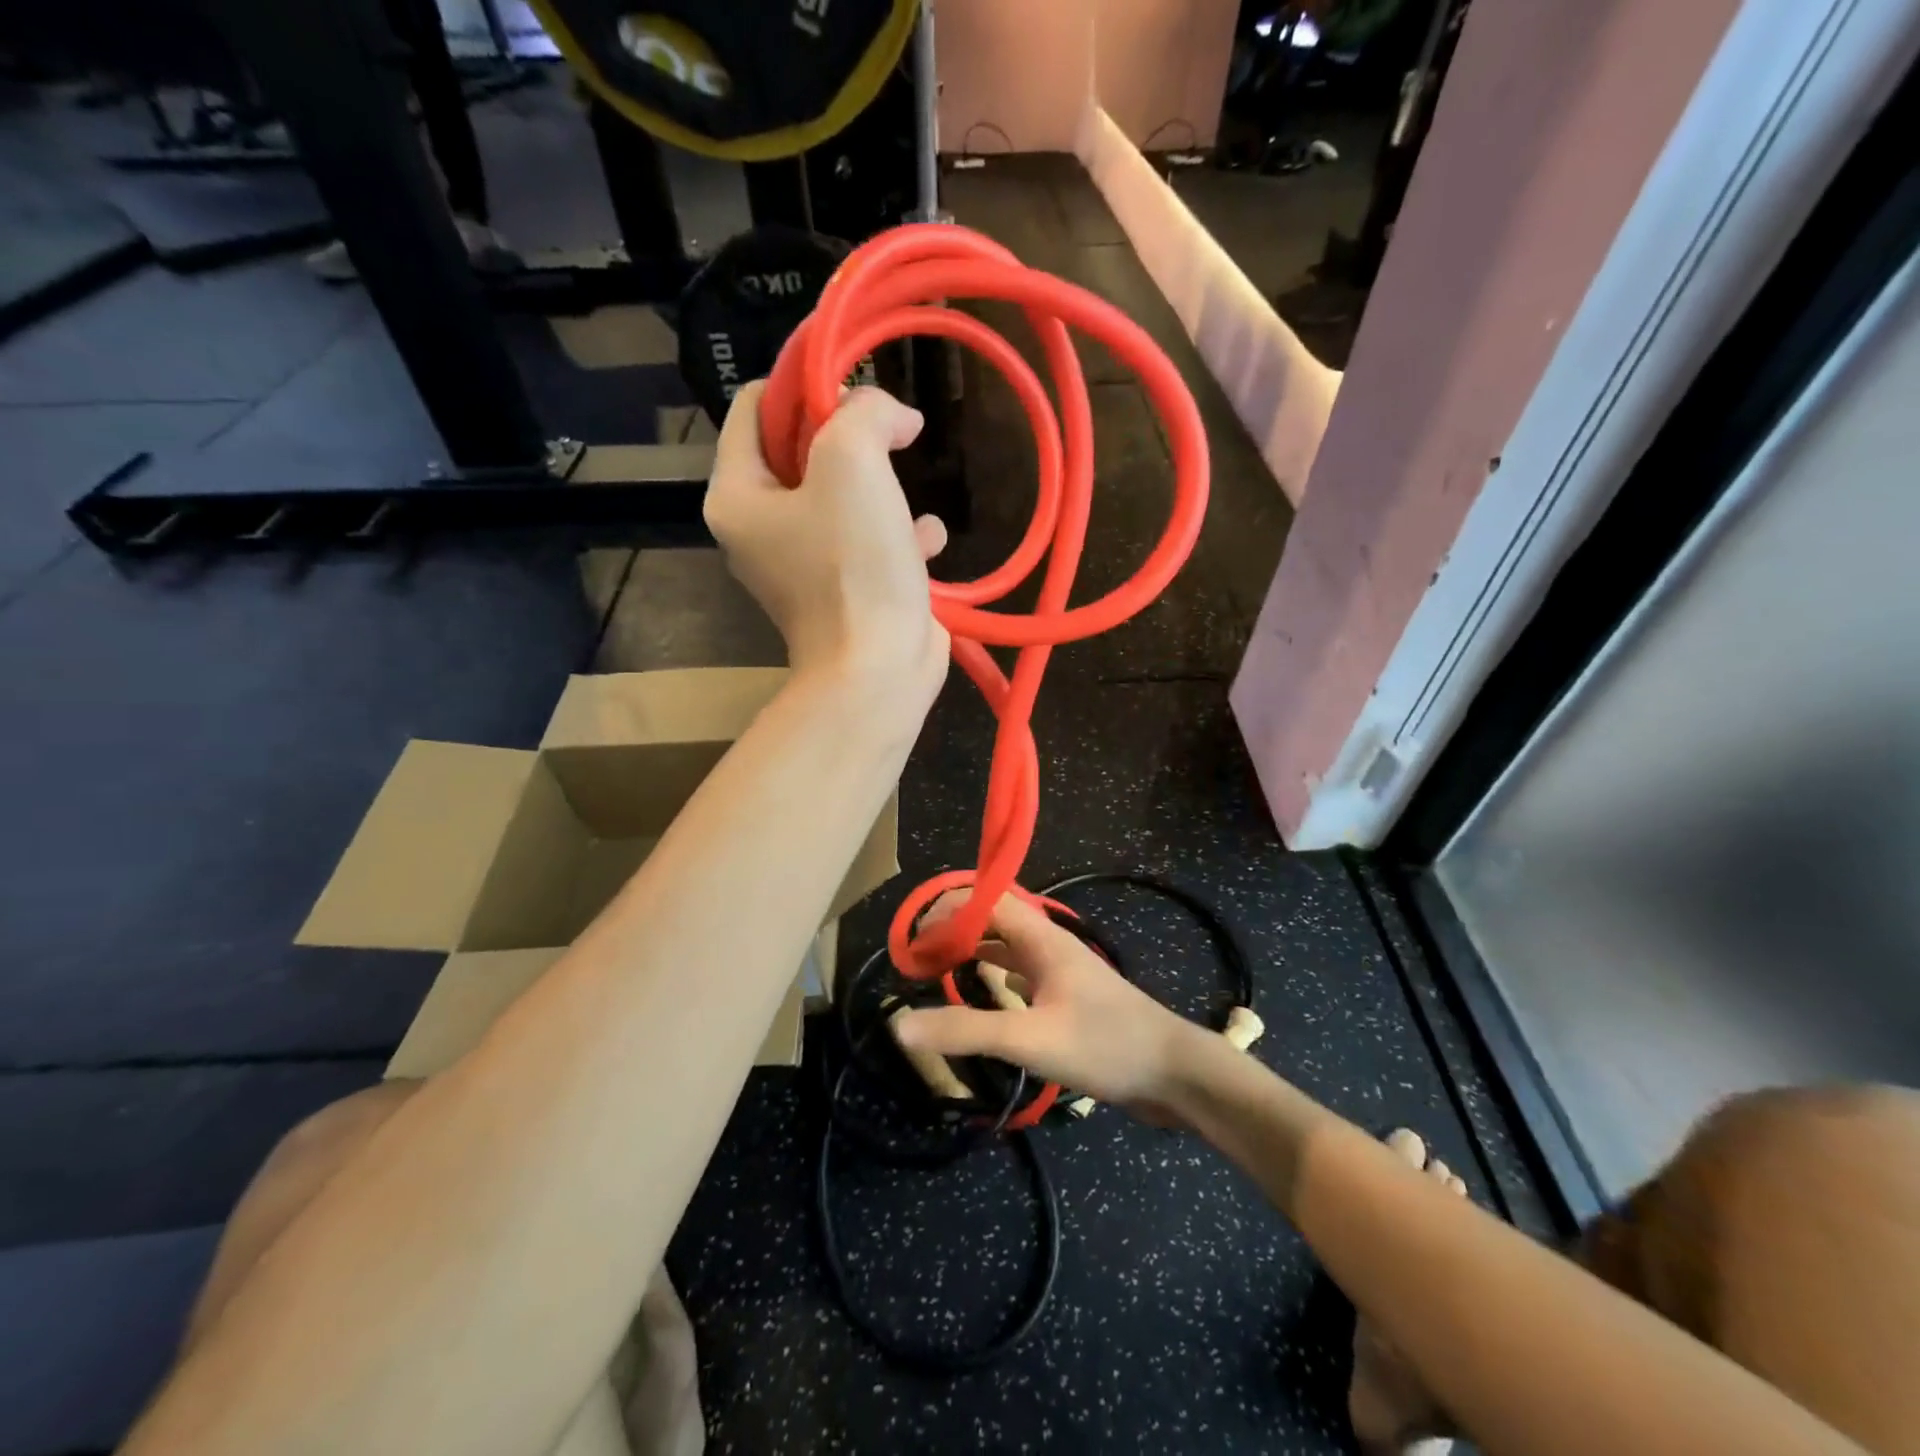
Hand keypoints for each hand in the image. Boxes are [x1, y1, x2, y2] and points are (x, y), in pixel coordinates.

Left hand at [705, 382, 949, 706]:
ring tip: (905, 498)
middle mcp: (760, 528)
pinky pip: (869, 539)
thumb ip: (863, 412)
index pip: (754, 407)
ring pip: (842, 494)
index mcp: (736, 496)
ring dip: (882, 487)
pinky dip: (899, 533)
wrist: (878, 670)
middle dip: (851, 436)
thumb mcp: (852, 462)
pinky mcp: (844, 589)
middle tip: (890, 436)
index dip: (803, 382)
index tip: (854, 381)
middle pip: (801, 449)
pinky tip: (926, 541)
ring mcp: (802, 564)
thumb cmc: (854, 565)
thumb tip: (889, 414)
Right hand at [891, 892, 1205, 1121]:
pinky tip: (980, 995)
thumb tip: (900, 1025)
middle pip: (994, 919)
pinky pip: (1021, 974)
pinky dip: (994, 975)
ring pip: (1007, 946)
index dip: (947, 910)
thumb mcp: (1031, 1039)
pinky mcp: (1068, 998)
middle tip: (917, 956)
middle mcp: (1048, 945)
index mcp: (1041, 938)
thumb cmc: (1105, 1044)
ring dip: (973, 950)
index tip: (913, 937)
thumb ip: (967, 1030)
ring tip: (936, 971)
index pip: (986, 900)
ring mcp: (1060, 971)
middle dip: (955, 929)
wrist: (1174, 1074)